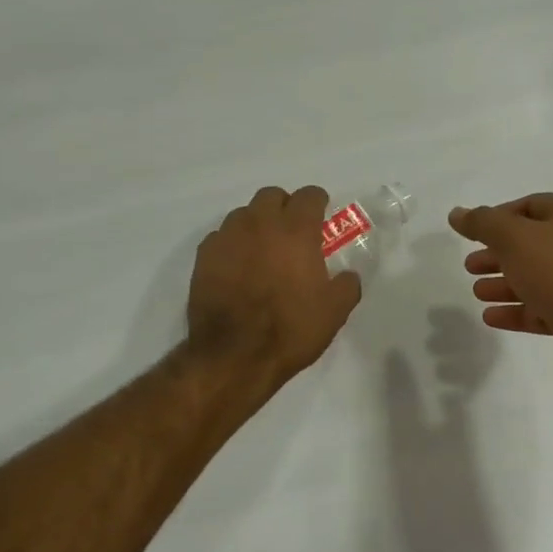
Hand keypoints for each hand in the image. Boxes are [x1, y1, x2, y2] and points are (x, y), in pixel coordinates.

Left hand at [187, 186, 362, 389]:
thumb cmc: (291, 330)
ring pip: (244, 214)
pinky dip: (233, 244)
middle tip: (292, 232)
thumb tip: (348, 276)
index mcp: (296, 231)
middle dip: (284, 207)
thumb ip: (347, 285)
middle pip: (272, 196)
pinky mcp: (204, 255)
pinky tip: (237, 267)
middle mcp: (260, 224)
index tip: (322, 215)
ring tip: (262, 249)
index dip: (318, 203)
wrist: (234, 356)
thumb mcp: (334, 312)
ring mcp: (228, 237)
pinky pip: (221, 237)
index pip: (309, 196)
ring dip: (257, 223)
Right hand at [449, 193, 552, 381]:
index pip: (531, 206)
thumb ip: (483, 223)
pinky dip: (517, 311)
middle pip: (532, 244)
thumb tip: (456, 213)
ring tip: (477, 291)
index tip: (473, 232)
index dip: (499, 216)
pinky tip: (491, 317)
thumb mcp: (515, 238)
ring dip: (504, 283)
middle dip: (498, 254)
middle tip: (470, 265)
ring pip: (536, 278)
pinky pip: (542, 309)